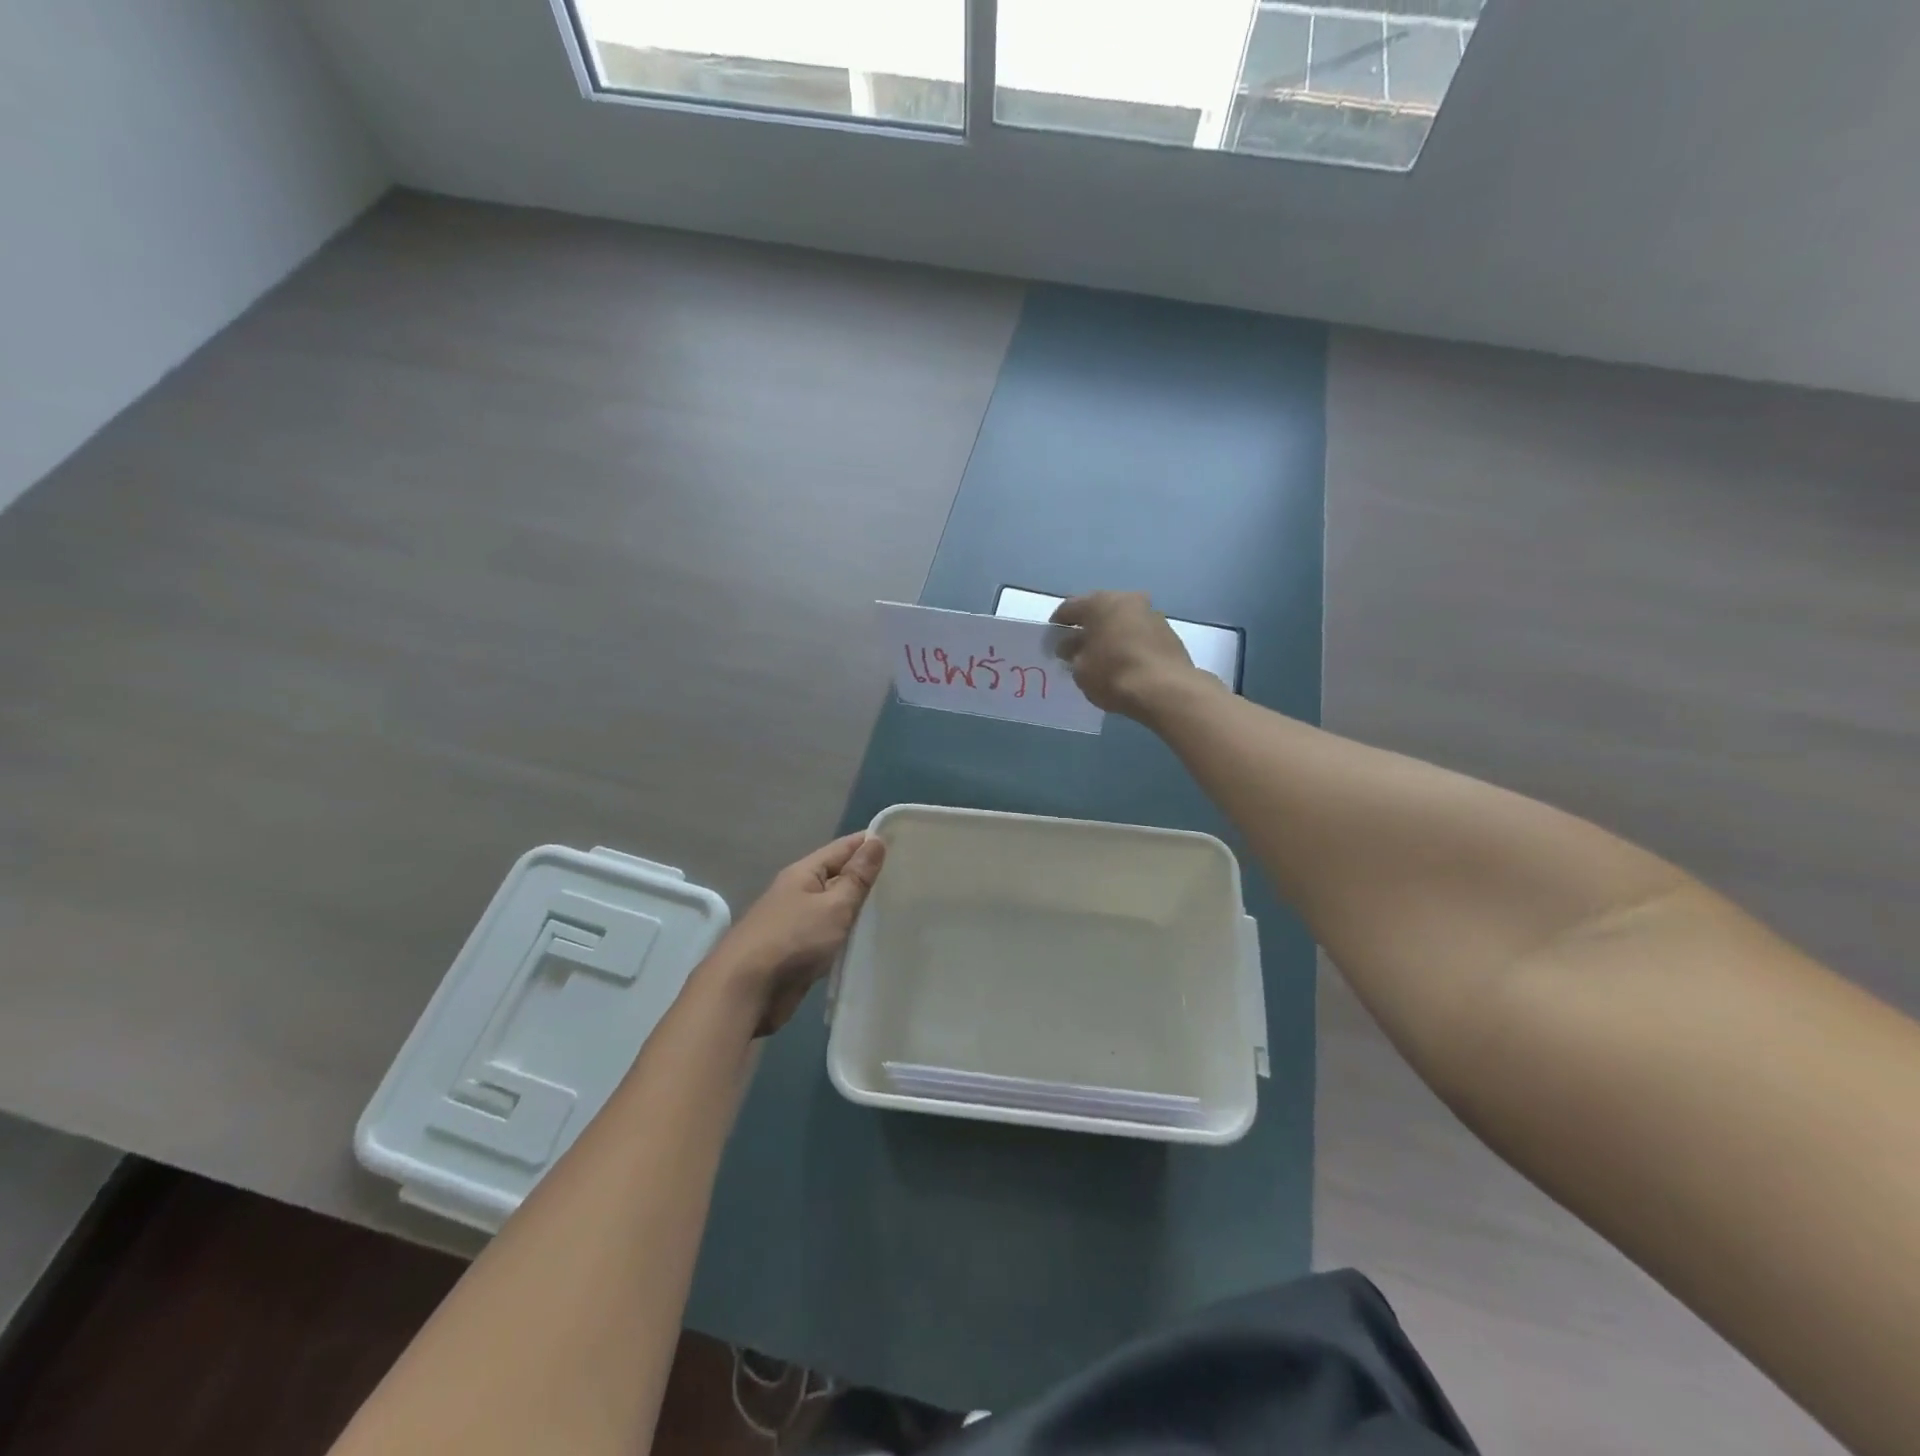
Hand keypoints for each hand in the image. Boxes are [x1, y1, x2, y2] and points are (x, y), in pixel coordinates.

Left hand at [707, 833, 886, 1035]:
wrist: (745, 991)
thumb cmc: (793, 939)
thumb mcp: (833, 905)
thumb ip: (857, 877)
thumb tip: (876, 841)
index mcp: (804, 873)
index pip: (843, 848)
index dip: (870, 842)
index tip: (904, 842)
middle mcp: (799, 892)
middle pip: (838, 876)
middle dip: (868, 875)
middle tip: (908, 877)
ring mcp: (797, 923)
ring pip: (835, 907)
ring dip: (859, 907)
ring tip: (897, 906)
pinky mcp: (799, 951)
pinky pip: (830, 934)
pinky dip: (848, 933)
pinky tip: (870, 938)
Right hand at [1050, 591, 1208, 719]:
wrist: (1166, 690)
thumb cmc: (1113, 674)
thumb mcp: (1080, 669)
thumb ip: (1072, 653)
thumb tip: (1071, 646)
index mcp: (1100, 602)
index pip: (1069, 608)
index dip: (1057, 624)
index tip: (1052, 640)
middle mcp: (1127, 600)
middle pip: (1099, 611)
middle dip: (1087, 627)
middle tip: (1076, 647)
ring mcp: (1152, 614)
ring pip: (1122, 621)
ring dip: (1110, 634)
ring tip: (1101, 656)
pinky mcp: (1169, 633)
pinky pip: (1139, 635)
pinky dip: (1129, 644)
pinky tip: (1124, 662)